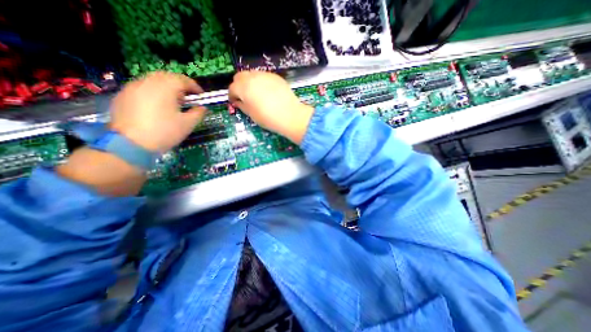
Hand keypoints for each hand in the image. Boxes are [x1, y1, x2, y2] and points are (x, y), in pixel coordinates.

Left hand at [109, 72, 205, 150]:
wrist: (131, 144)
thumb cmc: (165, 132)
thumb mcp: (188, 124)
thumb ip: (198, 113)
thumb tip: (202, 107)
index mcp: (165, 87)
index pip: (182, 79)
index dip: (194, 86)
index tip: (201, 95)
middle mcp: (147, 82)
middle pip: (167, 76)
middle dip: (180, 85)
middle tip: (188, 97)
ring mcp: (132, 87)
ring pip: (153, 80)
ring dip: (166, 87)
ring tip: (173, 101)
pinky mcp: (123, 96)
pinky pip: (142, 88)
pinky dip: (153, 92)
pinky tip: (157, 106)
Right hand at [228, 71, 315, 143]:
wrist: (290, 115)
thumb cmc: (268, 118)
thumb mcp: (252, 115)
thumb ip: (242, 106)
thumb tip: (238, 102)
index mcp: (244, 87)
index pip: (232, 88)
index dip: (232, 96)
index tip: (235, 102)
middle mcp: (252, 77)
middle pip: (240, 77)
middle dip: (239, 85)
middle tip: (244, 96)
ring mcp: (265, 75)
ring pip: (252, 74)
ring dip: (250, 82)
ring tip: (256, 93)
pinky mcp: (275, 76)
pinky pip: (264, 76)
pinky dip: (261, 82)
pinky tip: (267, 92)